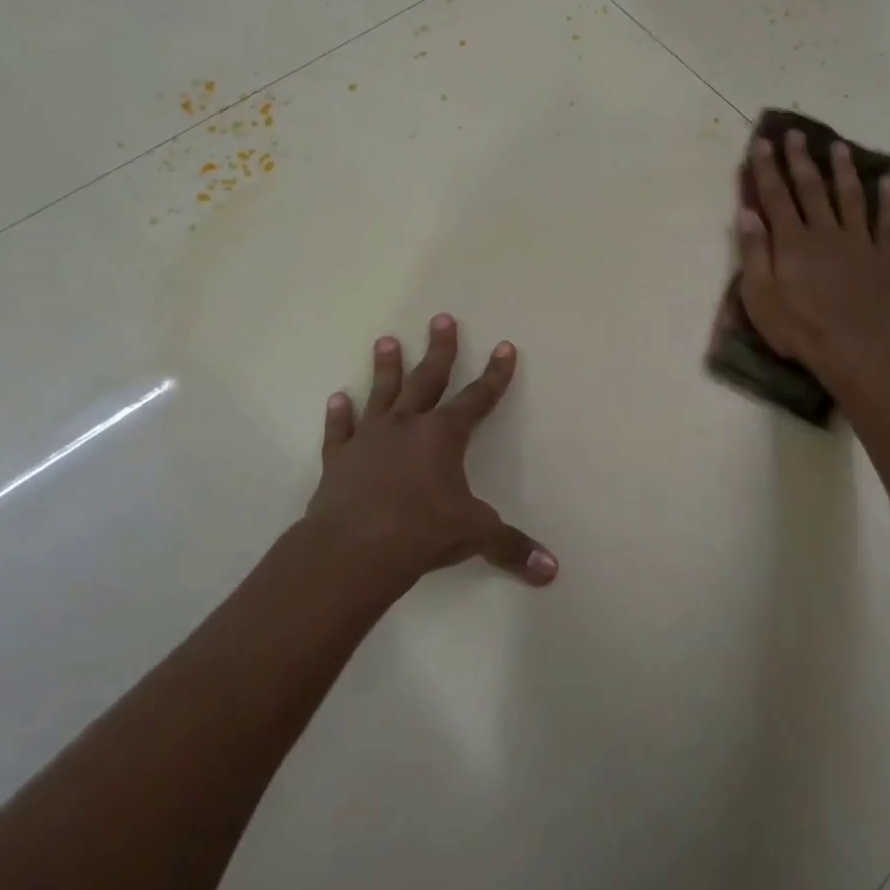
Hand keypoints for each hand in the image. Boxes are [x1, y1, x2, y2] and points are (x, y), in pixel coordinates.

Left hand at [306, 314, 556, 592]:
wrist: (353, 550)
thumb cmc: (421, 532)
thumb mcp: (475, 536)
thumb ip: (512, 547)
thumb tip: (552, 570)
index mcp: (444, 435)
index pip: (478, 398)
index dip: (495, 374)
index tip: (504, 347)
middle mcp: (407, 426)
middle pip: (427, 379)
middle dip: (439, 349)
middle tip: (441, 319)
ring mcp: (369, 439)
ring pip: (381, 394)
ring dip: (386, 367)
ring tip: (386, 340)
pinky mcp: (339, 460)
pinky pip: (341, 431)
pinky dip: (340, 415)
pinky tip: (338, 398)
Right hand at [737, 130, 889, 385]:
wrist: (857, 350)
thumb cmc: (800, 329)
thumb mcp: (760, 298)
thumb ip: (753, 253)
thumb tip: (747, 213)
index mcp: (792, 241)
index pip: (776, 196)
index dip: (767, 168)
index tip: (763, 142)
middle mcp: (824, 232)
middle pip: (811, 188)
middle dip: (800, 159)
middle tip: (796, 133)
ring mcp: (857, 242)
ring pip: (849, 196)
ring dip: (843, 170)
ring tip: (839, 147)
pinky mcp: (881, 257)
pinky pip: (886, 221)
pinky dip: (886, 199)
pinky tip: (886, 182)